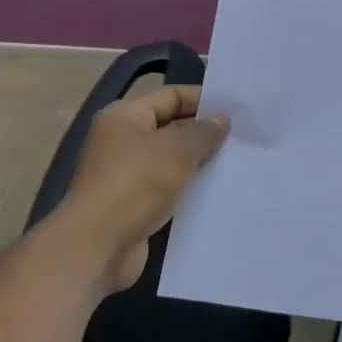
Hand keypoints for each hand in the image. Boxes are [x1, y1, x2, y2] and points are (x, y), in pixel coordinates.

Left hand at [63, 86, 229, 293]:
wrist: (100, 245)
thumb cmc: (136, 183)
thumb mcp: (177, 150)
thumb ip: (203, 132)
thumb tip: (221, 120)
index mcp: (124, 116)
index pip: (169, 96)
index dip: (202, 99)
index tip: (236, 110)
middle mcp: (121, 141)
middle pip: (170, 128)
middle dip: (203, 133)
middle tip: (242, 138)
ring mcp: (125, 175)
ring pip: (170, 162)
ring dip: (198, 164)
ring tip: (236, 164)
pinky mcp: (133, 206)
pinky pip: (167, 190)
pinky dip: (188, 190)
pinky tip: (216, 193)